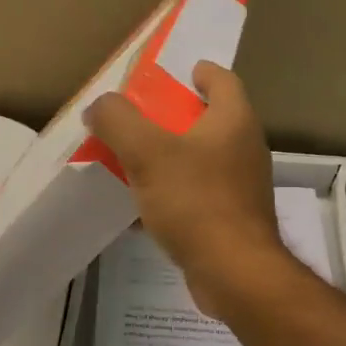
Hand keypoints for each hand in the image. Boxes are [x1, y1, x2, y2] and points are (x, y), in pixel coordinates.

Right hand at [84, 61, 290, 318]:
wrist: (234, 273)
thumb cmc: (196, 203)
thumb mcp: (147, 153)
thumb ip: (118, 121)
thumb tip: (100, 105)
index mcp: (234, 121)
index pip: (222, 80)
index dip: (199, 72)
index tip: (176, 73)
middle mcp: (245, 148)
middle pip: (210, 120)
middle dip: (176, 117)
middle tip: (139, 119)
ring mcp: (243, 187)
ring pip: (203, 160)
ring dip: (173, 157)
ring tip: (136, 161)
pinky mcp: (234, 220)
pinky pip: (199, 195)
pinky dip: (175, 193)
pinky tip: (146, 207)